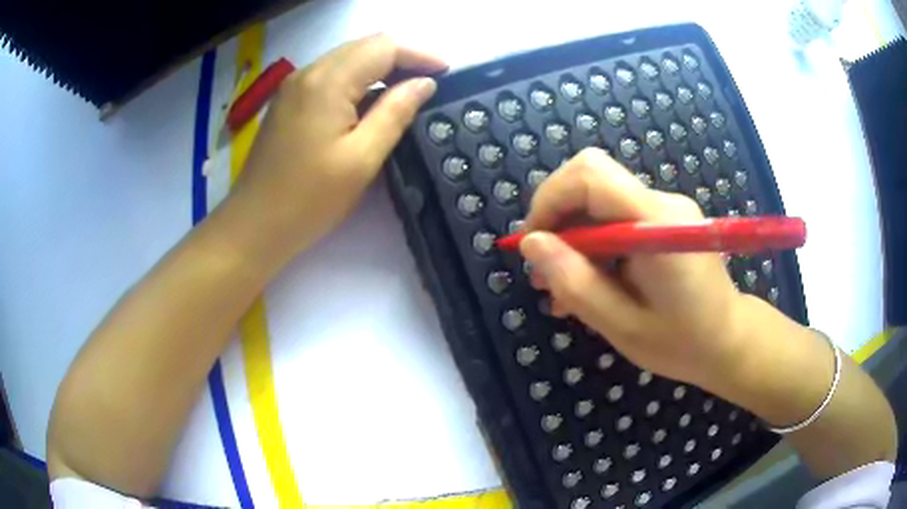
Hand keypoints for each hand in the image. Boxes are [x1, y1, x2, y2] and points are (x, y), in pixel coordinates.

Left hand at [226, 34, 445, 265]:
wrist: (254, 225)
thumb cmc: (309, 199)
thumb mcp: (362, 158)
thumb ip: (396, 112)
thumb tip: (424, 83)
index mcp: (328, 82)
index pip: (383, 47)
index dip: (419, 54)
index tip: (446, 72)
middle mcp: (308, 72)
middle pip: (364, 46)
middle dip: (402, 57)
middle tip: (430, 82)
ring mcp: (294, 86)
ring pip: (347, 59)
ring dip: (380, 68)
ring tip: (407, 91)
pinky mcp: (288, 101)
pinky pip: (331, 76)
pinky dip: (358, 80)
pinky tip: (371, 101)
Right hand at [519, 148, 746, 388]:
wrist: (730, 341)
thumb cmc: (683, 342)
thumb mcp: (622, 325)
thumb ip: (576, 283)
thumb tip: (531, 244)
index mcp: (657, 224)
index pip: (590, 175)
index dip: (550, 199)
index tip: (533, 245)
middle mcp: (662, 202)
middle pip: (591, 180)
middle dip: (557, 219)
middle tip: (544, 272)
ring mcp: (666, 208)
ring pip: (599, 200)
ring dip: (572, 236)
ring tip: (561, 288)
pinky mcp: (665, 219)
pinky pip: (616, 216)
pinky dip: (593, 244)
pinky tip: (590, 282)